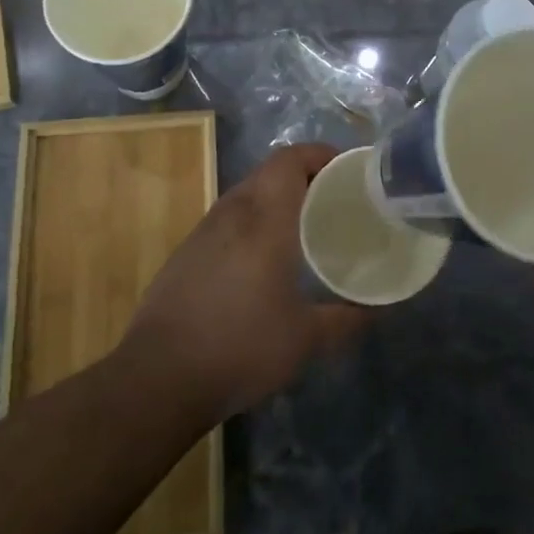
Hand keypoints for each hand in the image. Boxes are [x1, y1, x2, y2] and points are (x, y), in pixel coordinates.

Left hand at [119, 143, 373, 424]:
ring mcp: (203, 231)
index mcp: (265, 217)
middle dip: (303, 176)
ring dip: (275, 199)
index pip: (291, 159)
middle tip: (332, 201)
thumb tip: (375, 311)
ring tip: (301, 227)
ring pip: (246, 194)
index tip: (346, 170)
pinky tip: (259, 261)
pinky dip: (251, 223)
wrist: (158, 378)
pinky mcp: (185, 253)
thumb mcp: (305, 339)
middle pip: (270, 172)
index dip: (319, 154)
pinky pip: (227, 220)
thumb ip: (345, 320)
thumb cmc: (241, 346)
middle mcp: (232, 212)